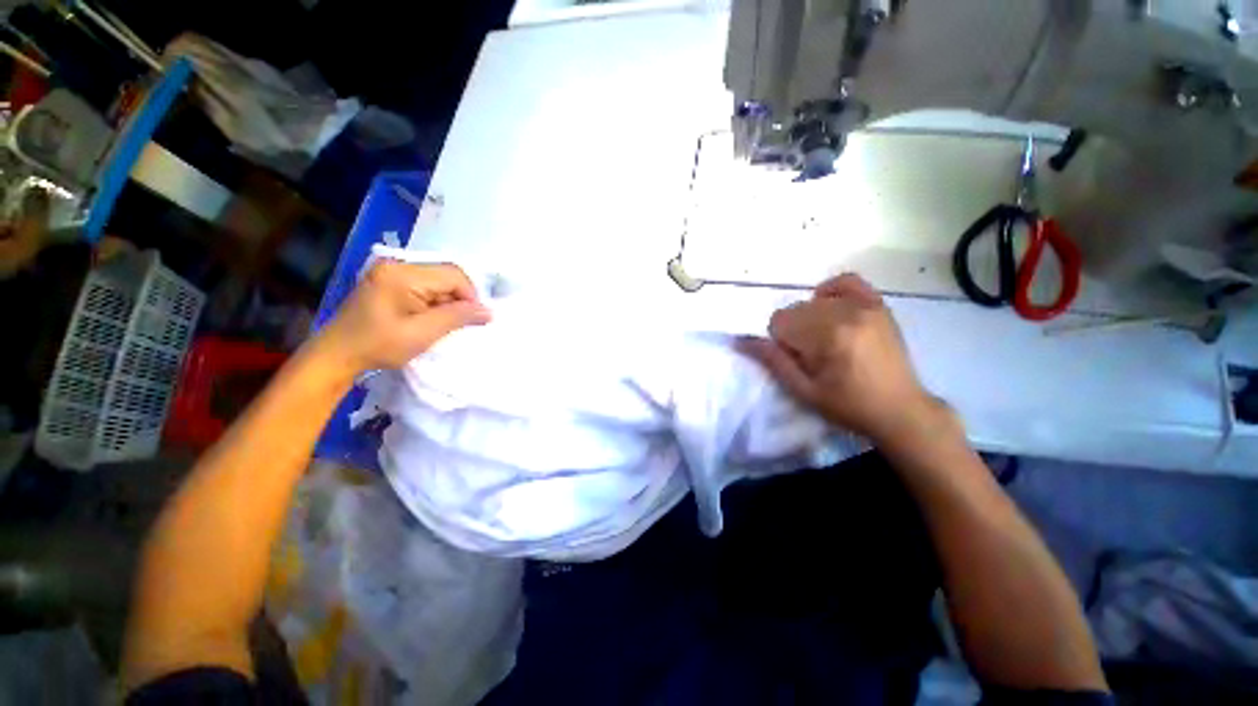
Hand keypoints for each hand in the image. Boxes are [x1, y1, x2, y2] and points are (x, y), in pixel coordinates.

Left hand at [313, 261, 490, 375]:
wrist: (337, 355)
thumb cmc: (379, 345)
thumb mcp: (423, 334)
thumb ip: (458, 317)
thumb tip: (489, 311)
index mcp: (403, 274)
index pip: (454, 275)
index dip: (470, 296)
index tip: (472, 321)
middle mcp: (397, 264)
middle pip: (446, 276)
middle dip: (458, 300)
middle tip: (456, 325)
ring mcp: (391, 271)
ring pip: (438, 281)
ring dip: (447, 302)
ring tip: (440, 324)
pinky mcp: (389, 279)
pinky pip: (425, 285)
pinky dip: (434, 301)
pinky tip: (428, 318)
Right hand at [739, 273, 951, 444]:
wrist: (900, 410)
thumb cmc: (847, 405)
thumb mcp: (803, 390)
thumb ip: (772, 361)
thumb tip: (740, 340)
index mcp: (828, 336)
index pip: (780, 321)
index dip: (780, 342)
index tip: (796, 360)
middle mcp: (846, 313)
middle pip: (795, 310)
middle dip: (793, 331)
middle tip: (812, 356)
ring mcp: (865, 306)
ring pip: (813, 300)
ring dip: (809, 318)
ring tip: (825, 340)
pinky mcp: (878, 305)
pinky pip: (847, 282)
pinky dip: (831, 292)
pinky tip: (831, 309)